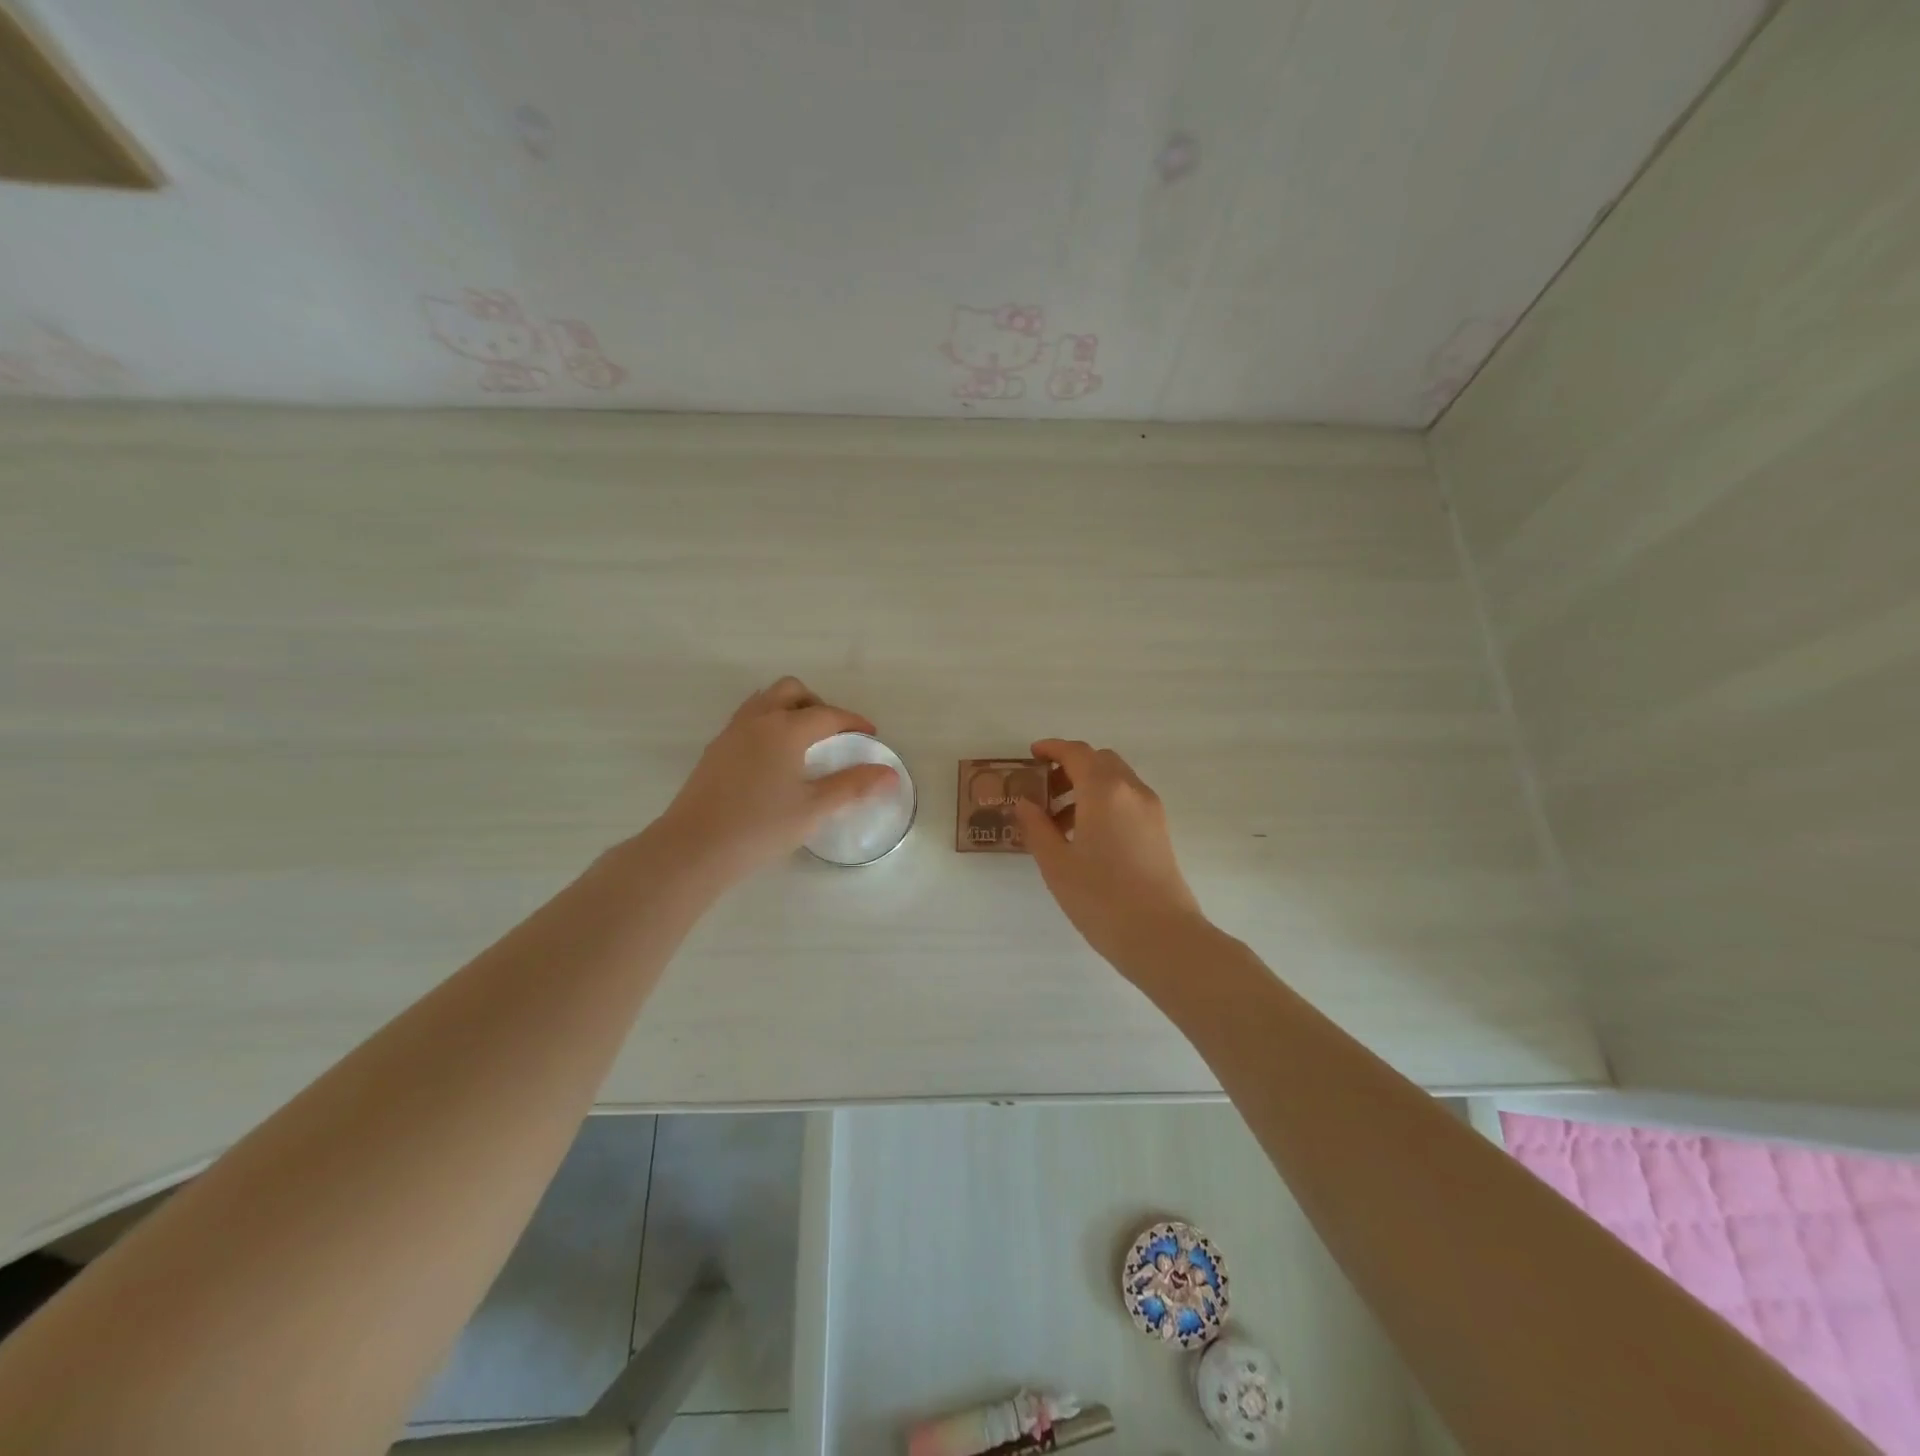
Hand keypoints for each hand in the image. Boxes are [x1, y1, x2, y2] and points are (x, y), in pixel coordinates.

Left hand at [655, 677, 897, 883]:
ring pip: (764, 700)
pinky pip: (747, 719)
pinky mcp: (714, 751)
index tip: (870, 734)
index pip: (827, 714)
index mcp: (785, 729)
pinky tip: (773, 759)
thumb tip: (890, 773)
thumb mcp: (814, 809)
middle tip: (833, 732)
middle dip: (817, 703)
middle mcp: (757, 720)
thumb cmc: (760, 827)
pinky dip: (768, 723)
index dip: (853, 721)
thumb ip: (853, 786)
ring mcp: (731, 733)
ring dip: (789, 708)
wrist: (694, 848)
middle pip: (791, 691)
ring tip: (803, 740)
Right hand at [1014, 739, 1206, 975]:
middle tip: (1043, 791)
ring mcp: (1151, 810)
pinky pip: (1127, 800)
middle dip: (1070, 767)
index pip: (1076, 753)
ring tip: (1058, 822)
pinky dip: (1104, 802)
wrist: (1161, 936)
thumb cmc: (1101, 898)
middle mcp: (1132, 790)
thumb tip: (1024, 803)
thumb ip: (1036, 827)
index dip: (1052, 748)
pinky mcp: (1160, 830)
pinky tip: (1086, 836)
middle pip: (1099, 761)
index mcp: (1104, 790)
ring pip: (1116, 780)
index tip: (1031, 754)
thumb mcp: (1056, 864)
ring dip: (1086, 786)